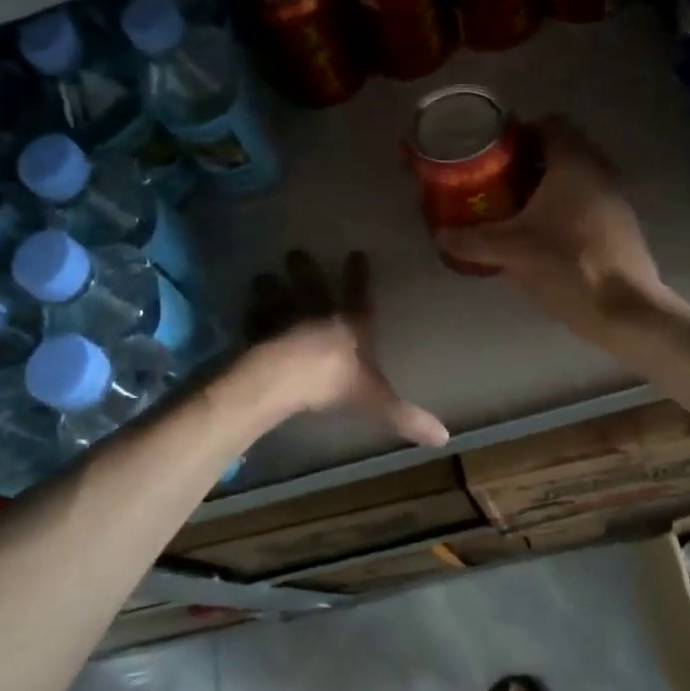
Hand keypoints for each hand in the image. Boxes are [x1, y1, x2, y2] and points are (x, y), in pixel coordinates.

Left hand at [243, 250, 449, 447]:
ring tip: (262, 278)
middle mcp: (317, 313)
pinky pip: (253, 321)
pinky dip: (249, 316)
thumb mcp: (376, 400)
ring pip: (277, 297)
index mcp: (350, 324)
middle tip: (294, 253)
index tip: (356, 253)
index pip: (358, 293)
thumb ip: (405, 416)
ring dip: (270, 288)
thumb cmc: (334, 382)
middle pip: (311, 286)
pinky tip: (244, 313)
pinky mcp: (258, 333)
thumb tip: (445, 437)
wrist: (285, 378)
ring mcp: (284, 319)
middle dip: (304, 270)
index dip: (358, 274)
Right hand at [436, 116, 671, 333]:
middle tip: (495, 179)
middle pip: (561, 149)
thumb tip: (440, 235)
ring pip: (574, 176)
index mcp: (574, 162)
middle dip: (527, 161)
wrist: (624, 309)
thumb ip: (471, 240)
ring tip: (513, 207)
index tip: (493, 152)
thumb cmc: (567, 265)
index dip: (519, 132)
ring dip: (545, 184)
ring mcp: (614, 197)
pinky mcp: (620, 223)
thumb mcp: (510, 251)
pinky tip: (540, 233)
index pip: (549, 123)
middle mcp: (599, 170)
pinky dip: (562, 206)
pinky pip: (585, 199)